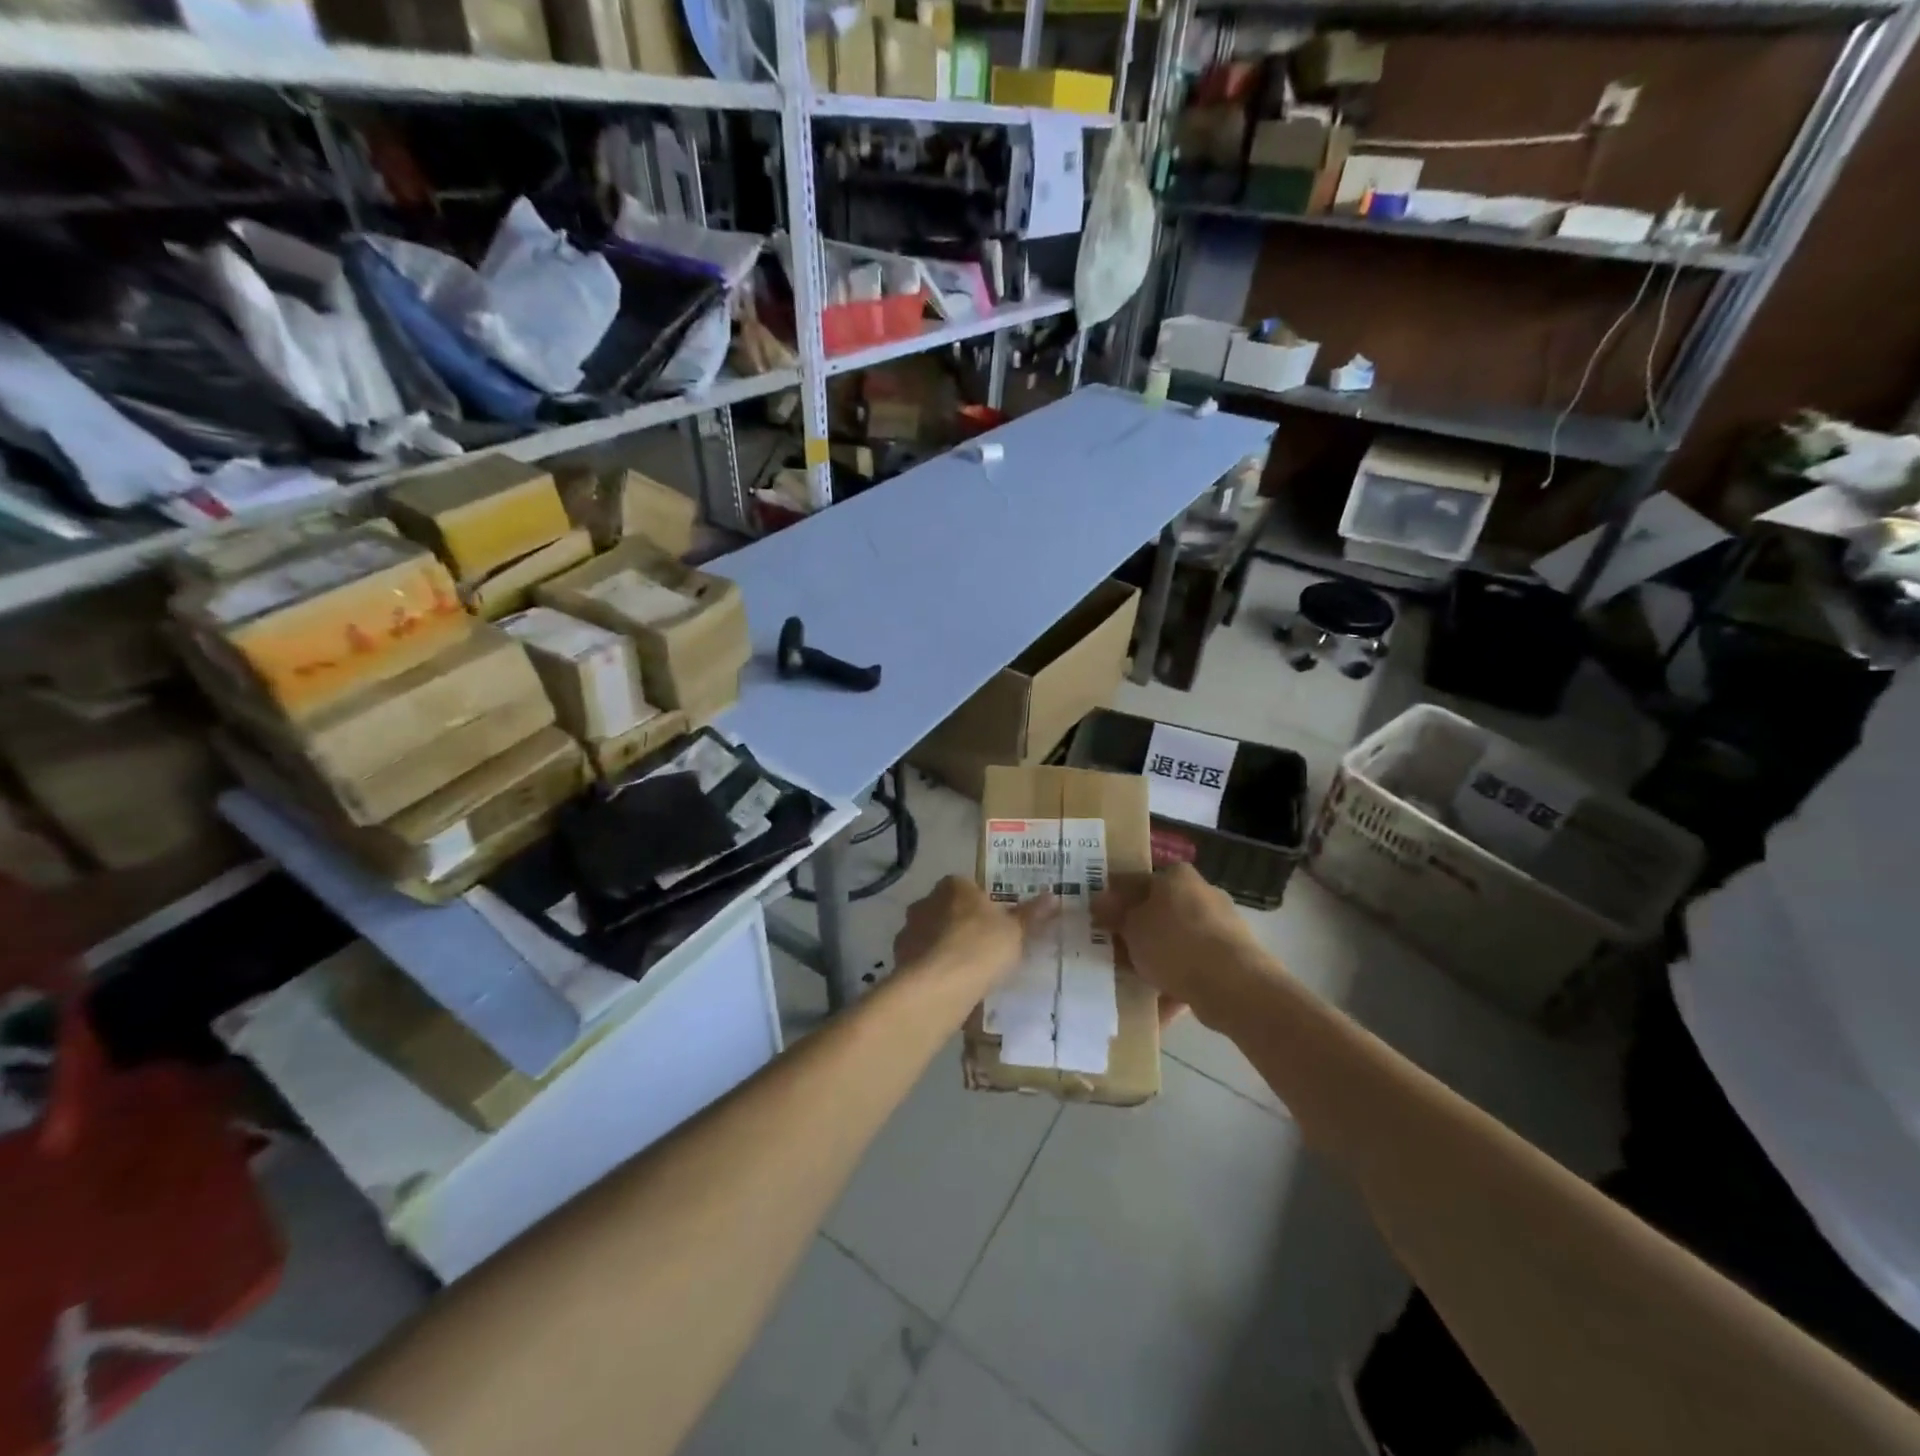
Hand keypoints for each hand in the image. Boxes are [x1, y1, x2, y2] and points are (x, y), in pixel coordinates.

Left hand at [893, 876, 1052, 991]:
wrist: (939, 985)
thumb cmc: (981, 947)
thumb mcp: (1016, 931)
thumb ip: (1032, 914)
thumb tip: (1054, 896)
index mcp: (954, 886)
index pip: (966, 886)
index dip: (980, 903)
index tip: (994, 923)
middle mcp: (926, 900)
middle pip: (946, 908)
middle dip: (959, 923)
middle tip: (981, 946)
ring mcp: (909, 928)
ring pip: (930, 933)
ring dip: (942, 945)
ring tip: (964, 970)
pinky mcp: (899, 957)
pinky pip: (920, 958)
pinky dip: (931, 967)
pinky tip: (946, 985)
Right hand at [1094, 864, 1258, 1026]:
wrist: (1233, 985)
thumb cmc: (1174, 942)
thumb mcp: (1131, 925)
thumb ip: (1114, 913)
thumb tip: (1099, 901)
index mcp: (1177, 876)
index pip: (1137, 880)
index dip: (1115, 899)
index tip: (1098, 920)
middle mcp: (1201, 895)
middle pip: (1157, 913)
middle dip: (1135, 933)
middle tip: (1109, 952)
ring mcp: (1219, 929)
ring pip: (1174, 943)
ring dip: (1153, 961)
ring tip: (1128, 983)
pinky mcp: (1230, 961)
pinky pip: (1191, 970)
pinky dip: (1173, 984)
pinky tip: (1152, 1005)